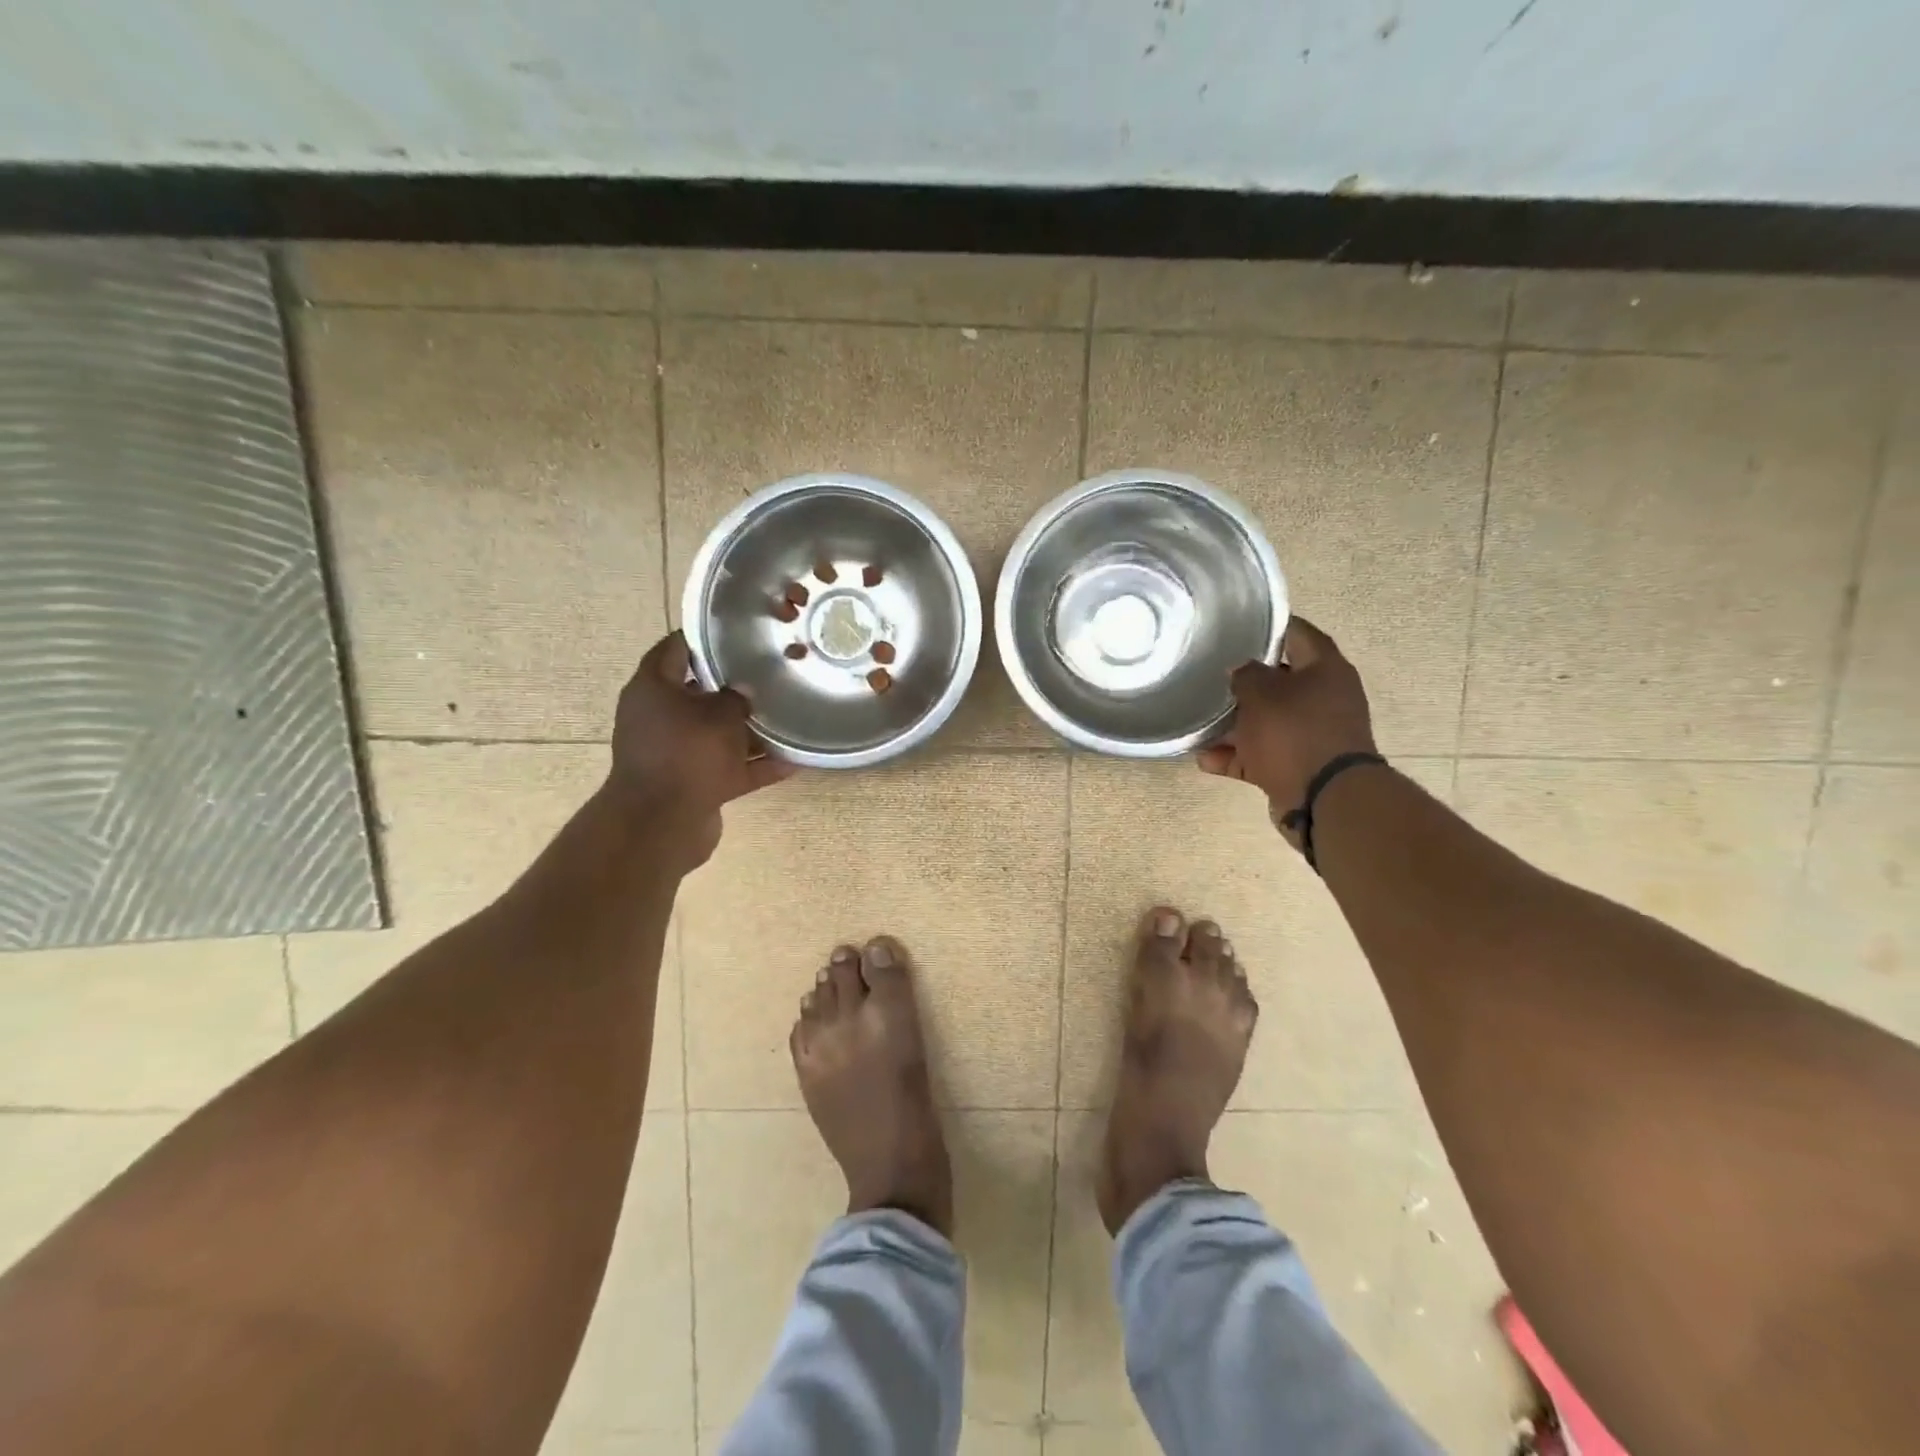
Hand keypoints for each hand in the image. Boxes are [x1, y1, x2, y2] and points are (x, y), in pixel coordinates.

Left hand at [608, 631, 795, 869]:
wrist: (663, 823)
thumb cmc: (688, 753)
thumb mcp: (721, 714)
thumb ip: (737, 697)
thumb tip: (744, 693)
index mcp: (653, 688)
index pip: (675, 648)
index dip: (704, 637)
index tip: (737, 630)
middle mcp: (658, 717)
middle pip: (699, 693)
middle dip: (734, 686)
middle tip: (770, 673)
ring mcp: (674, 752)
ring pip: (716, 733)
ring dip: (748, 729)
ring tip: (787, 717)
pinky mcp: (691, 783)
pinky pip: (728, 767)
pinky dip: (755, 765)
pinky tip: (792, 762)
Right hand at [1197, 617, 1377, 844]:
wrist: (1325, 799)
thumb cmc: (1294, 732)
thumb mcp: (1261, 694)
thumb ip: (1245, 675)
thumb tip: (1239, 669)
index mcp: (1325, 670)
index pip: (1297, 633)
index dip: (1268, 626)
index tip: (1238, 626)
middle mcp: (1323, 698)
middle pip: (1279, 682)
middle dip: (1244, 683)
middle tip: (1210, 677)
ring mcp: (1312, 735)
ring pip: (1266, 722)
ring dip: (1233, 726)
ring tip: (1200, 725)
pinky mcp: (1298, 766)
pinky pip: (1261, 755)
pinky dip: (1236, 757)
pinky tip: (1205, 760)